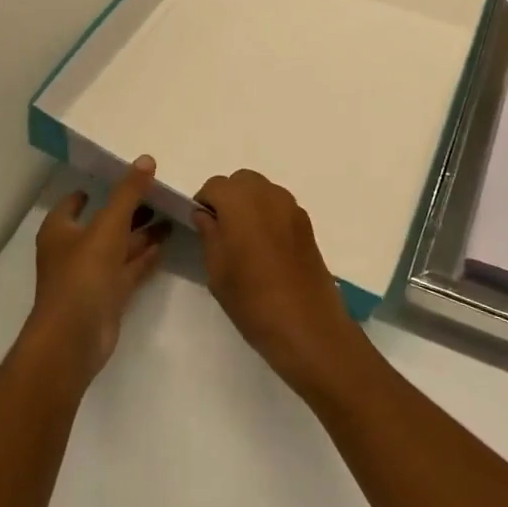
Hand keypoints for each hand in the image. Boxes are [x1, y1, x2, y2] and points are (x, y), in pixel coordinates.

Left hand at [26, 155, 166, 386]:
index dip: (90, 192)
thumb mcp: (108, 225)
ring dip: (141, 234)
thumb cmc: (83, 273)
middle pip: (103, 224)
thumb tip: (146, 159)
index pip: (73, 204)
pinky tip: (165, 245)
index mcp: (61, 231)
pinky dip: (144, 258)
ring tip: (170, 216)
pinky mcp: (107, 297)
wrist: (75, 337)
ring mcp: (91, 276)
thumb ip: (128, 193)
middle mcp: (73, 251)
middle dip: (127, 211)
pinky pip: (129, 270)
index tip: (115, 179)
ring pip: (119, 248)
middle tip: (156, 194)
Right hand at [193, 169, 369, 396]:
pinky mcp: (307, 223)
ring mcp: (292, 207)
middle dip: (228, 197)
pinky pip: (280, 206)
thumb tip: (205, 214)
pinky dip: (268, 215)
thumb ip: (209, 234)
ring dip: (249, 204)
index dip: (204, 202)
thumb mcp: (217, 270)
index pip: (215, 185)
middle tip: (221, 230)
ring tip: (244, 240)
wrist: (307, 325)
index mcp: (241, 202)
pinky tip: (266, 248)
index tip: (200, 225)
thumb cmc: (252, 300)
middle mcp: (268, 194)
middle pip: (242, 181)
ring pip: (263, 190)